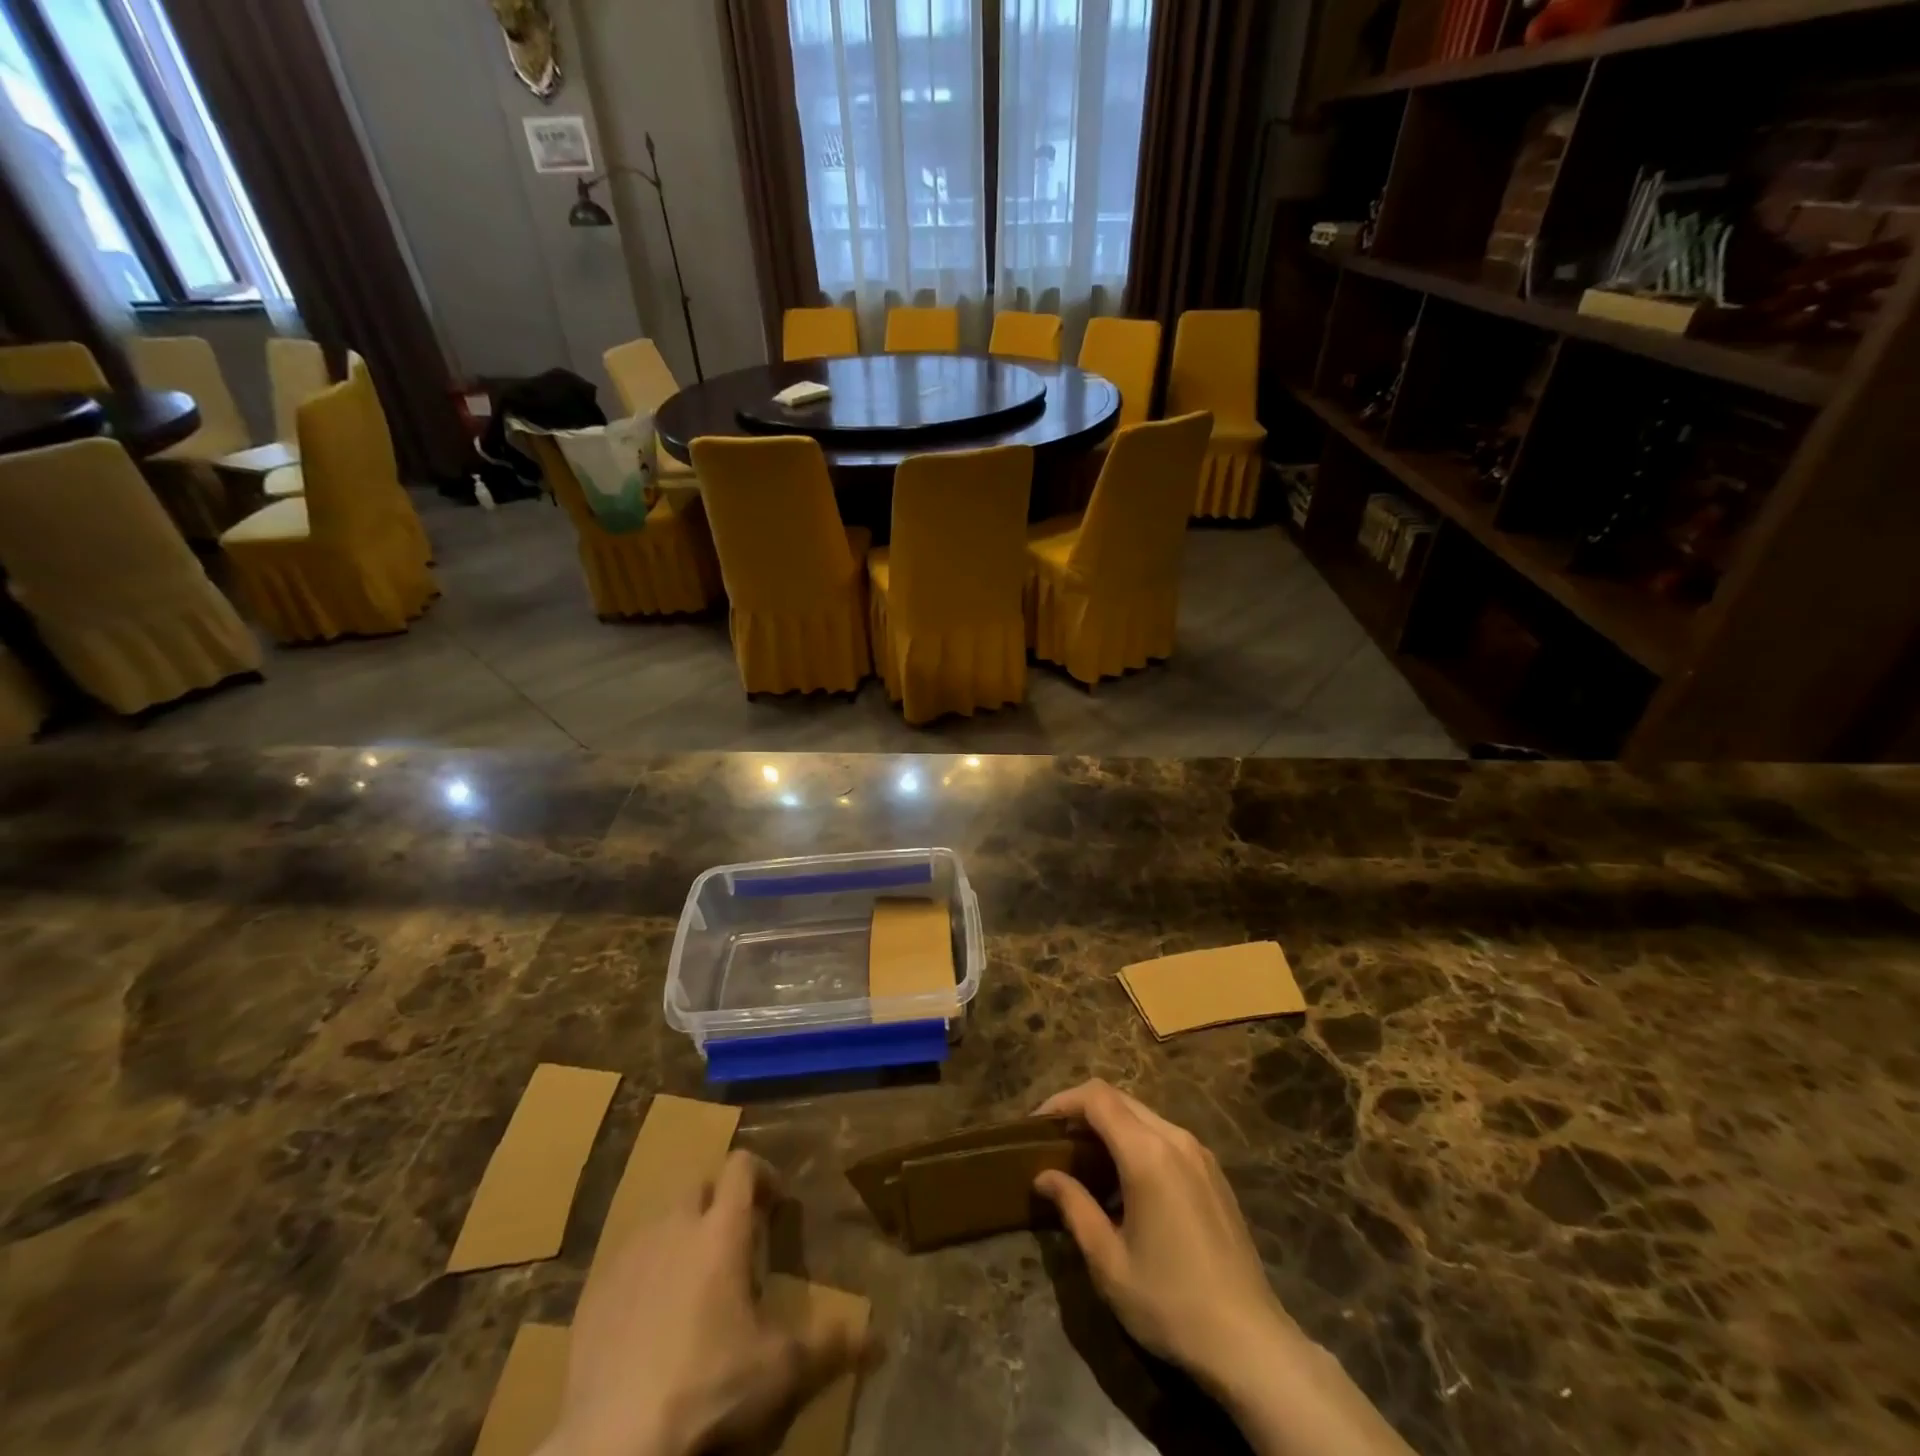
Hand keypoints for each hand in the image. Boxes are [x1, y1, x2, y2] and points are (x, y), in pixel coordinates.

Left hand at [543, 1151, 868, 1455]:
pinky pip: (625, 1260)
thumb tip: (880, 1341)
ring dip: (682, 1233)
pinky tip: (650, 1317)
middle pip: (699, 1185)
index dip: (762, 1174)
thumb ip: (832, 1346)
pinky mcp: (592, 1293)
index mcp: (720, 1230)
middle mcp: (673, 1227)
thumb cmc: (707, 1389)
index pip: (741, 1166)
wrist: (612, 1447)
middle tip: (738, 1242)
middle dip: (720, 1202)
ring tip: (695, 1279)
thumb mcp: (780, 1371)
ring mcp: (628, 1257)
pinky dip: (645, 1271)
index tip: (776, 1204)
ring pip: (660, 1220)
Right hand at [1031, 1079, 1296, 1395]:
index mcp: (1147, 1153)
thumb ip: (1074, 1207)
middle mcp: (1175, 1139)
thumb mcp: (1109, 1261)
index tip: (1037, 1125)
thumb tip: (1045, 1176)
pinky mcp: (1213, 1173)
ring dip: (1110, 1126)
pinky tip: (1125, 1181)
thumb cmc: (1170, 1303)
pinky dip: (1136, 1140)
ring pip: (1143, 1115)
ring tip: (1085, 1161)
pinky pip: (1165, 1136)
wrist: (1250, 1343)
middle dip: (1083, 1111)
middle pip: (1119, 1099)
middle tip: (1055, 1142)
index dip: (1062, 1102)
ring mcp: (1199, 1153)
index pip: (1096, 1098)